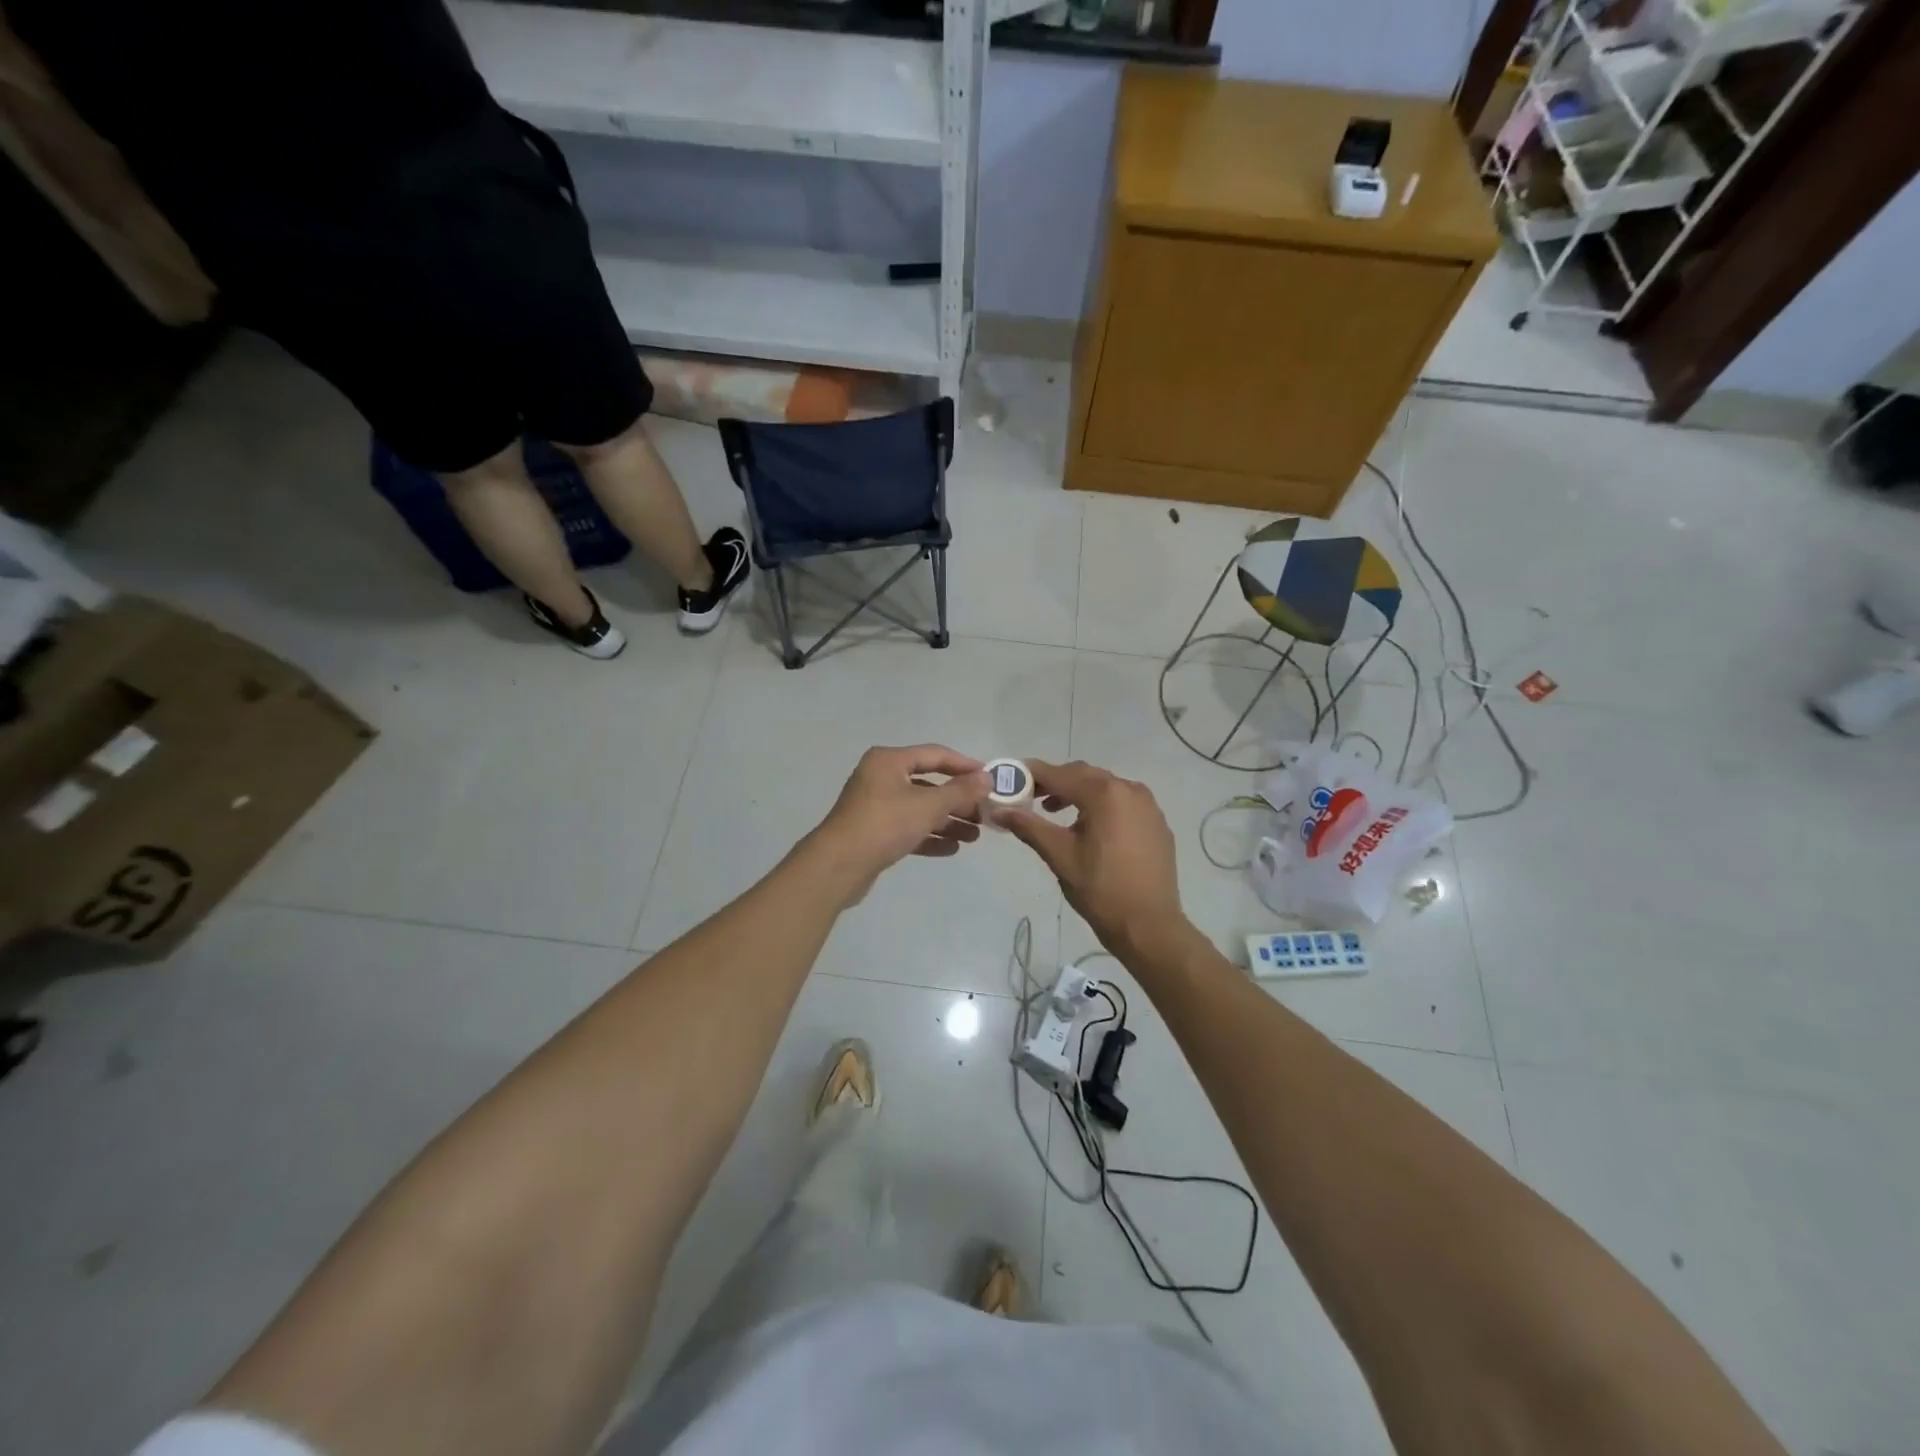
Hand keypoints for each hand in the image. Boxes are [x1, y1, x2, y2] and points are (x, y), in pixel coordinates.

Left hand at [805, 745, 990, 904]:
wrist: (838, 866)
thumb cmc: (884, 824)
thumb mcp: (928, 805)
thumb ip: (960, 791)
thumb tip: (987, 777)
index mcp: (889, 761)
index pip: (935, 755)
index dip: (964, 765)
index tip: (989, 778)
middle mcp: (881, 778)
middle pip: (928, 784)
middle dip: (958, 800)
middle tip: (984, 814)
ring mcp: (875, 806)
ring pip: (919, 808)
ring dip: (947, 821)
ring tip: (974, 836)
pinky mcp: (874, 832)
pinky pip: (908, 828)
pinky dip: (929, 836)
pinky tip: (952, 848)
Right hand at [994, 760, 1188, 959]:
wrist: (1149, 925)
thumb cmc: (1100, 889)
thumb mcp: (1059, 855)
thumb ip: (1029, 826)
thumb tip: (1000, 810)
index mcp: (1105, 793)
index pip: (1060, 774)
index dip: (1033, 774)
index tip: (1012, 777)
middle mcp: (1130, 789)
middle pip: (1084, 775)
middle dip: (1056, 783)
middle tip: (1030, 797)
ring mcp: (1148, 806)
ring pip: (1105, 788)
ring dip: (1079, 793)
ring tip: (1055, 813)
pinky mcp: (1157, 823)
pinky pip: (1123, 803)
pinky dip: (1101, 806)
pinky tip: (1090, 829)